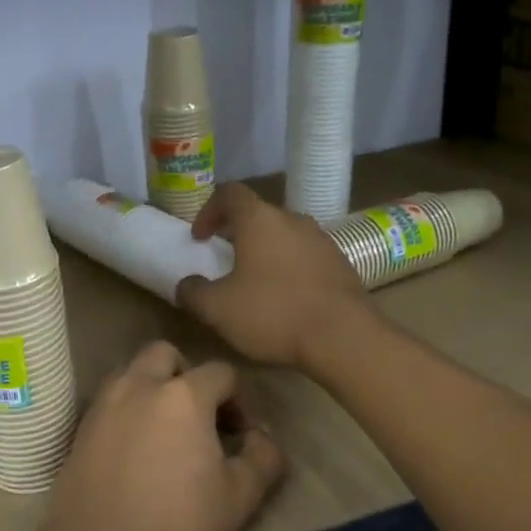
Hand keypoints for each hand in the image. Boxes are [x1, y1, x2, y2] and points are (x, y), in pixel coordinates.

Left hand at [48, 341, 285, 530]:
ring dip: (152, 385)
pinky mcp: (81, 427)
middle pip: (166, 354)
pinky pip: (109, 399)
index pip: (221, 372)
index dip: (239, 399)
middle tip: (200, 416)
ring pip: (132, 371)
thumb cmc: (176, 525)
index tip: (241, 435)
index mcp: (183, 395)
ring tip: (165, 428)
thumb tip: (263, 436)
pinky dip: (126, 407)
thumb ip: (263, 458)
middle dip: (188, 375)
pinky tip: (134, 446)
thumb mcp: (239, 498)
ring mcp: (104, 404)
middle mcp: (139, 385)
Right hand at [176, 183, 372, 368]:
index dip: (208, 211)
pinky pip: (306, 256)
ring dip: (266, 251)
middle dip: (237, 233)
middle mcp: (292, 219)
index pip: (229, 193)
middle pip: (259, 214)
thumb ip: (193, 292)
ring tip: (255, 282)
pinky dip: (290, 268)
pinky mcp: (341, 263)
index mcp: (259, 219)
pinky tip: (286, 298)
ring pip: (285, 235)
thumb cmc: (273, 313)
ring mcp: (322, 240)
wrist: (344, 337)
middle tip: (225, 260)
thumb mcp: (218, 309)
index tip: (200, 238)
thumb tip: (186, 284)